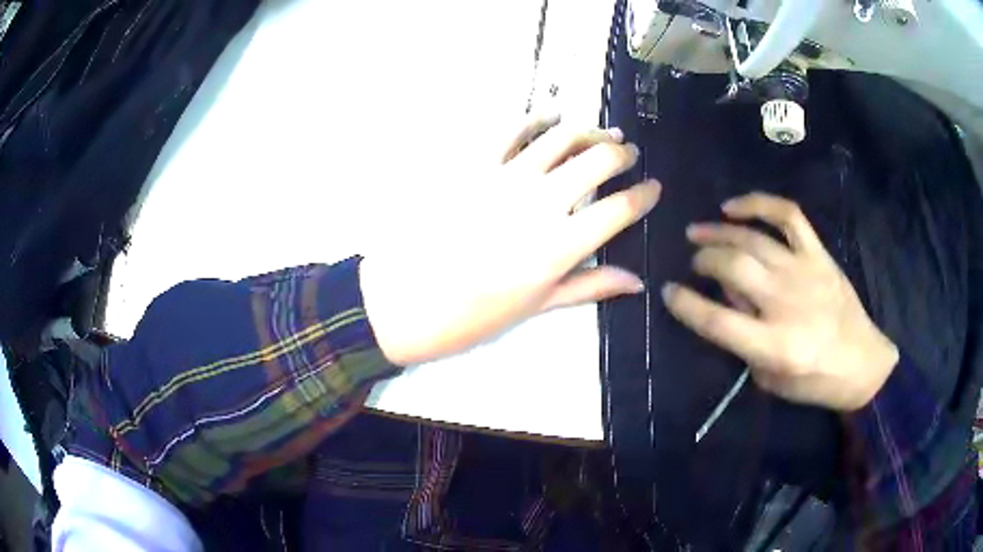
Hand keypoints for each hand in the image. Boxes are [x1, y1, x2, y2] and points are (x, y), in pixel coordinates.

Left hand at [361, 115, 660, 365]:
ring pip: (560, 136)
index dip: (644, 195)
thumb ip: (589, 286)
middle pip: (597, 160)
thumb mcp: (537, 306)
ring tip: (601, 132)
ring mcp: (506, 177)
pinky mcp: (474, 164)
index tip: (654, 188)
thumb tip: (636, 280)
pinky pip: (510, 128)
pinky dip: (535, 117)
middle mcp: (540, 201)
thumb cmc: (473, 315)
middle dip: (621, 153)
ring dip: (587, 130)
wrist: (405, 302)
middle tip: (628, 153)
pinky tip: (550, 114)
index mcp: (560, 244)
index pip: (619, 209)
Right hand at [662, 193, 898, 410]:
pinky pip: (788, 216)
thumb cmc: (814, 381)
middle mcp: (787, 303)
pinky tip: (734, 206)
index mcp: (775, 345)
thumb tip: (727, 300)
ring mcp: (804, 272)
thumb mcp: (771, 379)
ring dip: (719, 232)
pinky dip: (758, 204)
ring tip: (698, 230)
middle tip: (693, 262)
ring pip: (753, 239)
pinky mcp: (818, 255)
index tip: (668, 291)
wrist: (862, 363)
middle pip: (733, 268)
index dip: (686, 304)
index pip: (717, 321)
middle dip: (704, 260)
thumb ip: (745, 343)